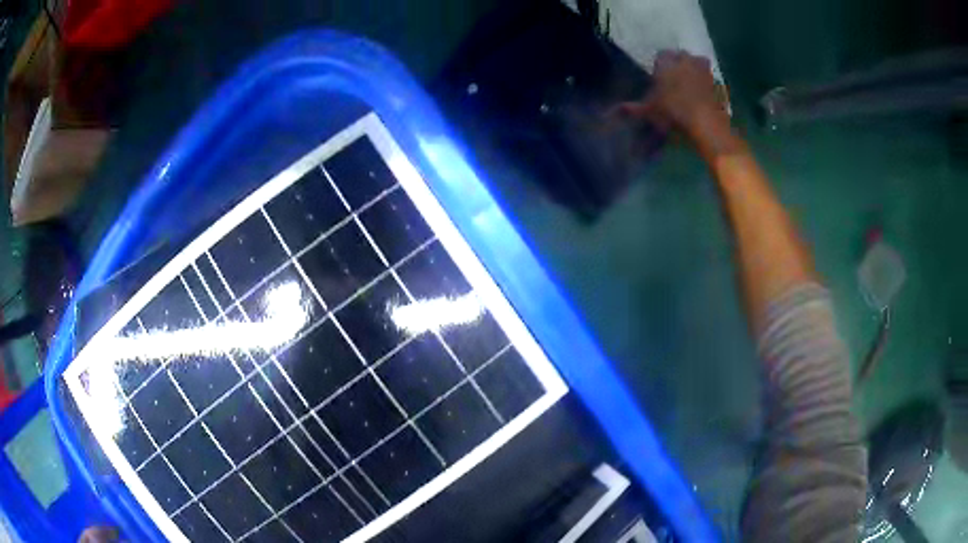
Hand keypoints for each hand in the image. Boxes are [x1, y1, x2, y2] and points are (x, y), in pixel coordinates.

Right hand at [617, 50, 729, 141]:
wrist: (706, 125)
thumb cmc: (674, 113)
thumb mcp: (649, 112)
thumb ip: (632, 109)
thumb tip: (610, 112)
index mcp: (668, 63)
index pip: (662, 55)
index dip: (660, 65)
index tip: (659, 77)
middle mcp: (686, 61)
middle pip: (682, 56)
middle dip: (678, 64)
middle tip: (674, 80)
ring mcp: (705, 71)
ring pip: (699, 63)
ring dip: (695, 70)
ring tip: (691, 86)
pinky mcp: (719, 84)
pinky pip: (712, 79)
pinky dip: (708, 85)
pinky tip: (704, 97)